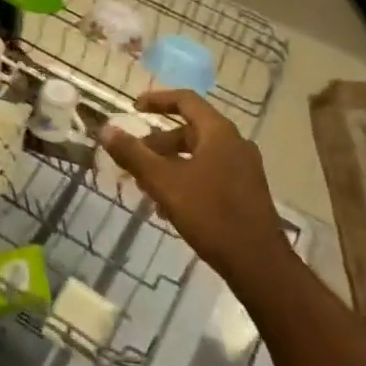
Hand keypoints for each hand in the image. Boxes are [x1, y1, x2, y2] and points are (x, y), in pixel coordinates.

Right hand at [101, 90, 293, 287]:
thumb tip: (106, 130)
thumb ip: (134, 155)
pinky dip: (187, 179)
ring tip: (146, 186)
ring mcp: (244, 168)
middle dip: (159, 142)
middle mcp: (235, 143)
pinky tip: (170, 207)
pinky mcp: (246, 192)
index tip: (134, 108)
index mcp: (219, 132)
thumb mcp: (165, 183)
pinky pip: (210, 173)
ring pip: (199, 155)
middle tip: (134, 158)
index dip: (157, 100)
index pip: (186, 100)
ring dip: (170, 164)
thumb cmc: (211, 215)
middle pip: (191, 130)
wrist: (259, 265)